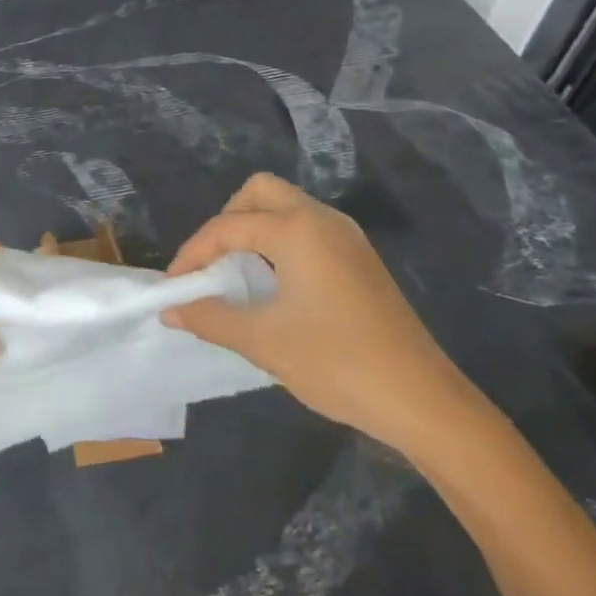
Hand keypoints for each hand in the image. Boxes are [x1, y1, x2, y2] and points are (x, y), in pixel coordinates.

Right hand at [162, 173, 484, 454]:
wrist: (424, 402)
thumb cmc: (338, 363)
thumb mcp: (264, 342)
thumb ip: (210, 317)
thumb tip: (171, 310)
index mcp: (297, 230)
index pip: (227, 226)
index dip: (193, 253)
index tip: (174, 286)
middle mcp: (322, 220)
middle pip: (261, 193)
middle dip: (227, 220)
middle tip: (212, 263)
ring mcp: (347, 238)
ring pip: (287, 208)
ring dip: (255, 230)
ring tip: (237, 275)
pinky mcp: (361, 260)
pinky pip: (308, 230)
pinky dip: (280, 243)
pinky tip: (275, 286)